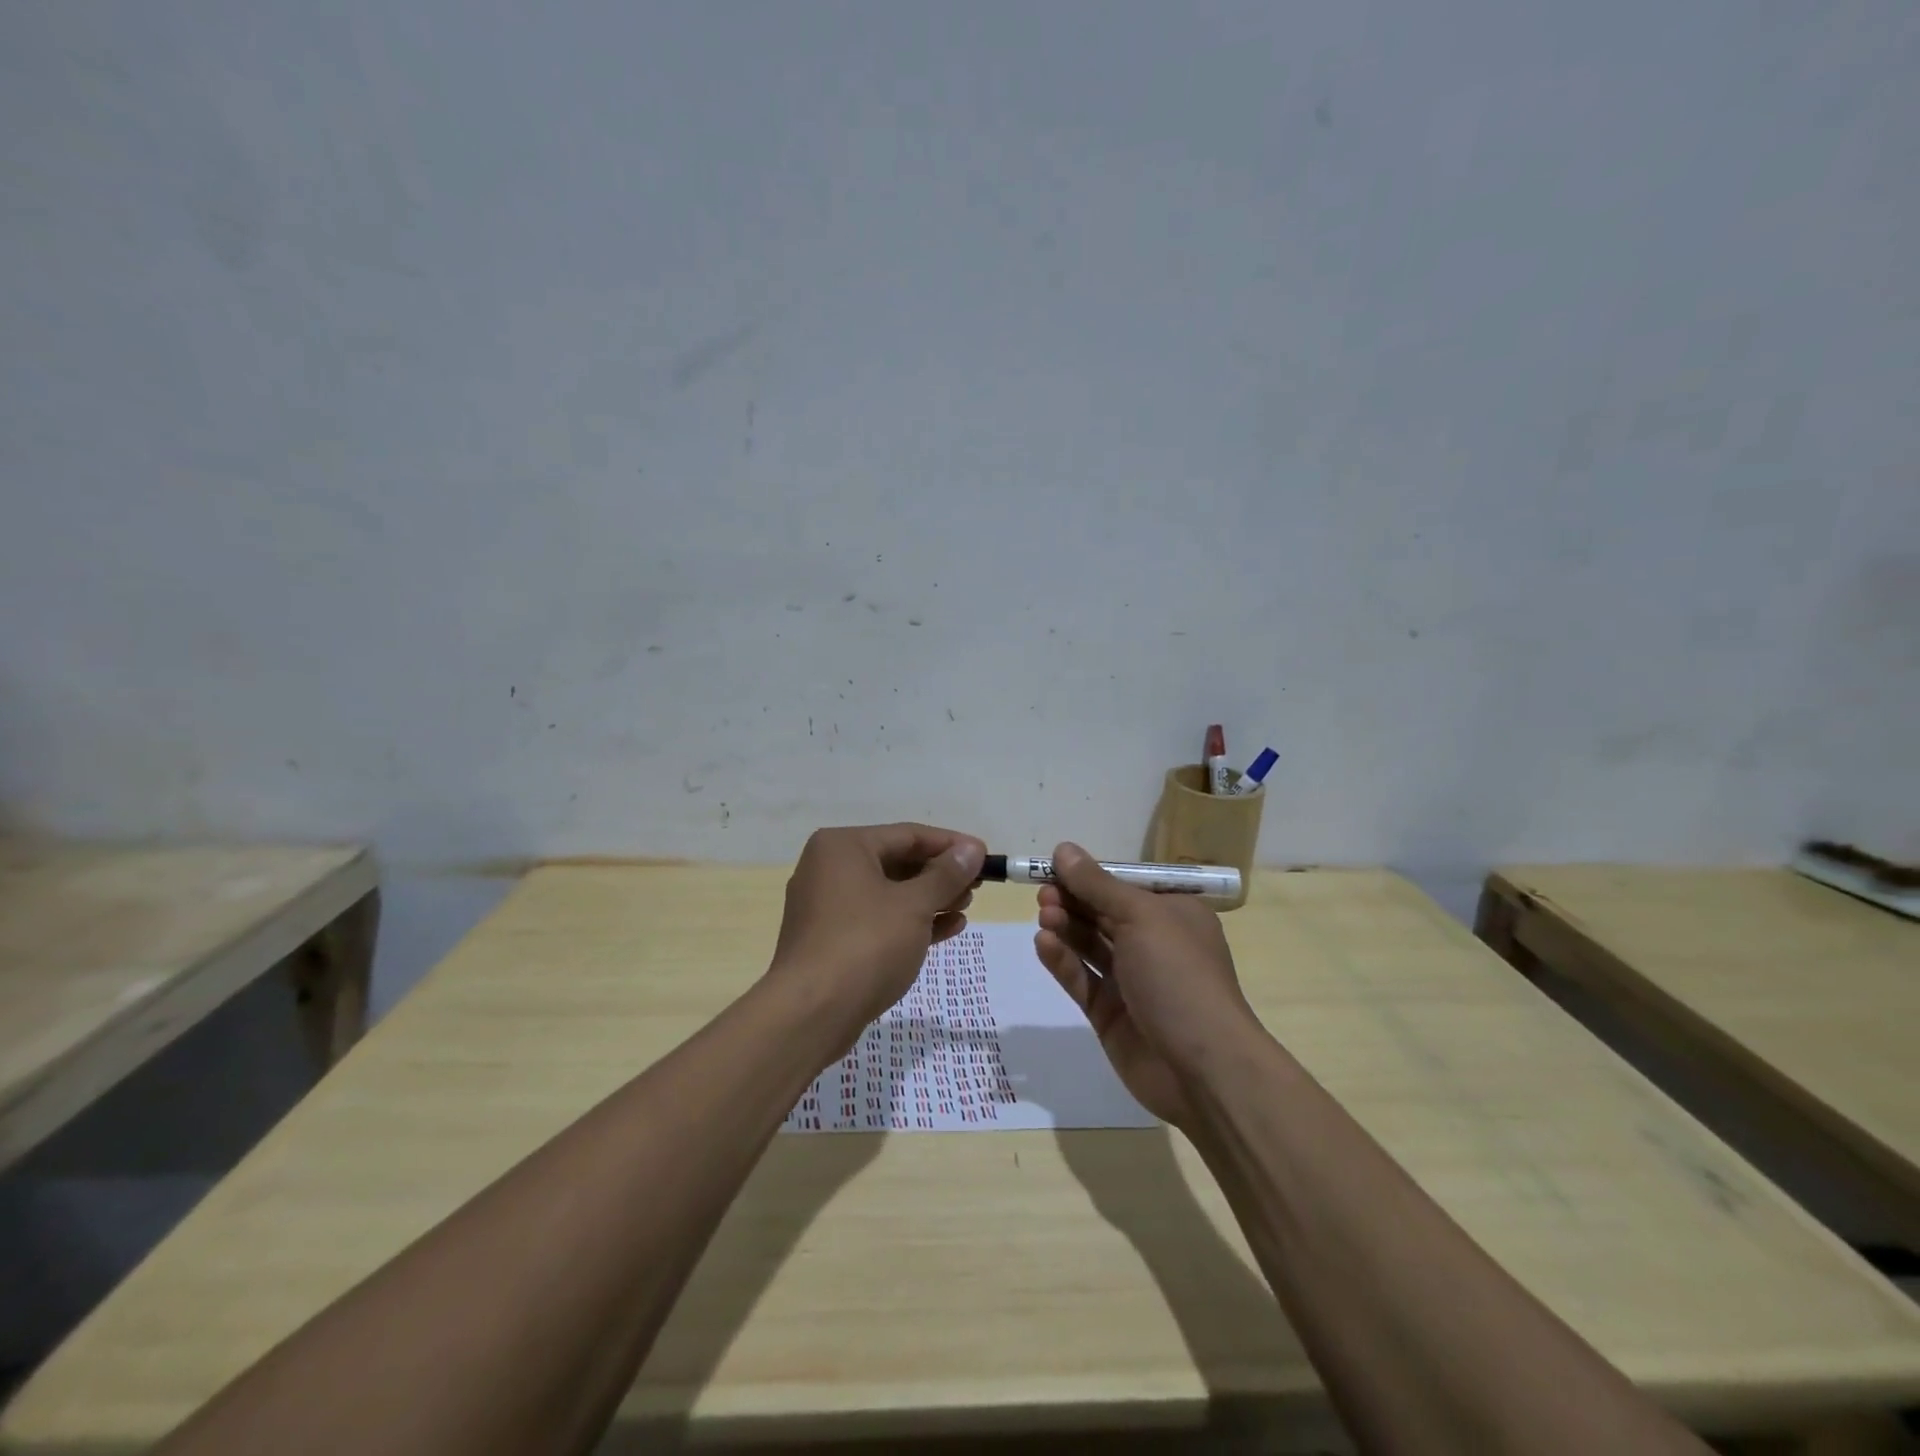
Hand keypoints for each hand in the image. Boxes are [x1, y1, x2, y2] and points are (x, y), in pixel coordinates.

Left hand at [770, 823, 985, 1035]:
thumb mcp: (913, 905)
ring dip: (929, 899)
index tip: (985, 857)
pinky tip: (946, 929)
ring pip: (889, 893)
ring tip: (965, 907)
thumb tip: (972, 849)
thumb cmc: (865, 945)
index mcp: (843, 847)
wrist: (811, 1014)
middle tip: (977, 886)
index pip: (908, 835)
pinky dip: (910, 922)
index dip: (950, 845)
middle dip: (940, 875)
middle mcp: (829, 868)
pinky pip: (878, 920)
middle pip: (897, 862)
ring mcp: (827, 906)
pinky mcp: (832, 940)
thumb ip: (946, 875)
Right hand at [1033, 842, 1258, 1127]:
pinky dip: (1062, 961)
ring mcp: (1131, 980)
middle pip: (1103, 913)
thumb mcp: (1141, 917)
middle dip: (1072, 900)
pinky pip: (1081, 978)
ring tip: (1044, 917)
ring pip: (1089, 945)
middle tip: (1044, 894)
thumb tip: (1064, 848)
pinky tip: (1044, 944)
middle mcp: (1153, 943)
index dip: (1090, 875)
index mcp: (1173, 914)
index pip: (1125, 885)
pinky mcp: (1110, 1013)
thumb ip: (1097, 884)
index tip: (1054, 867)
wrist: (1203, 1068)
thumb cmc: (1179, 975)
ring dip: (1065, 927)